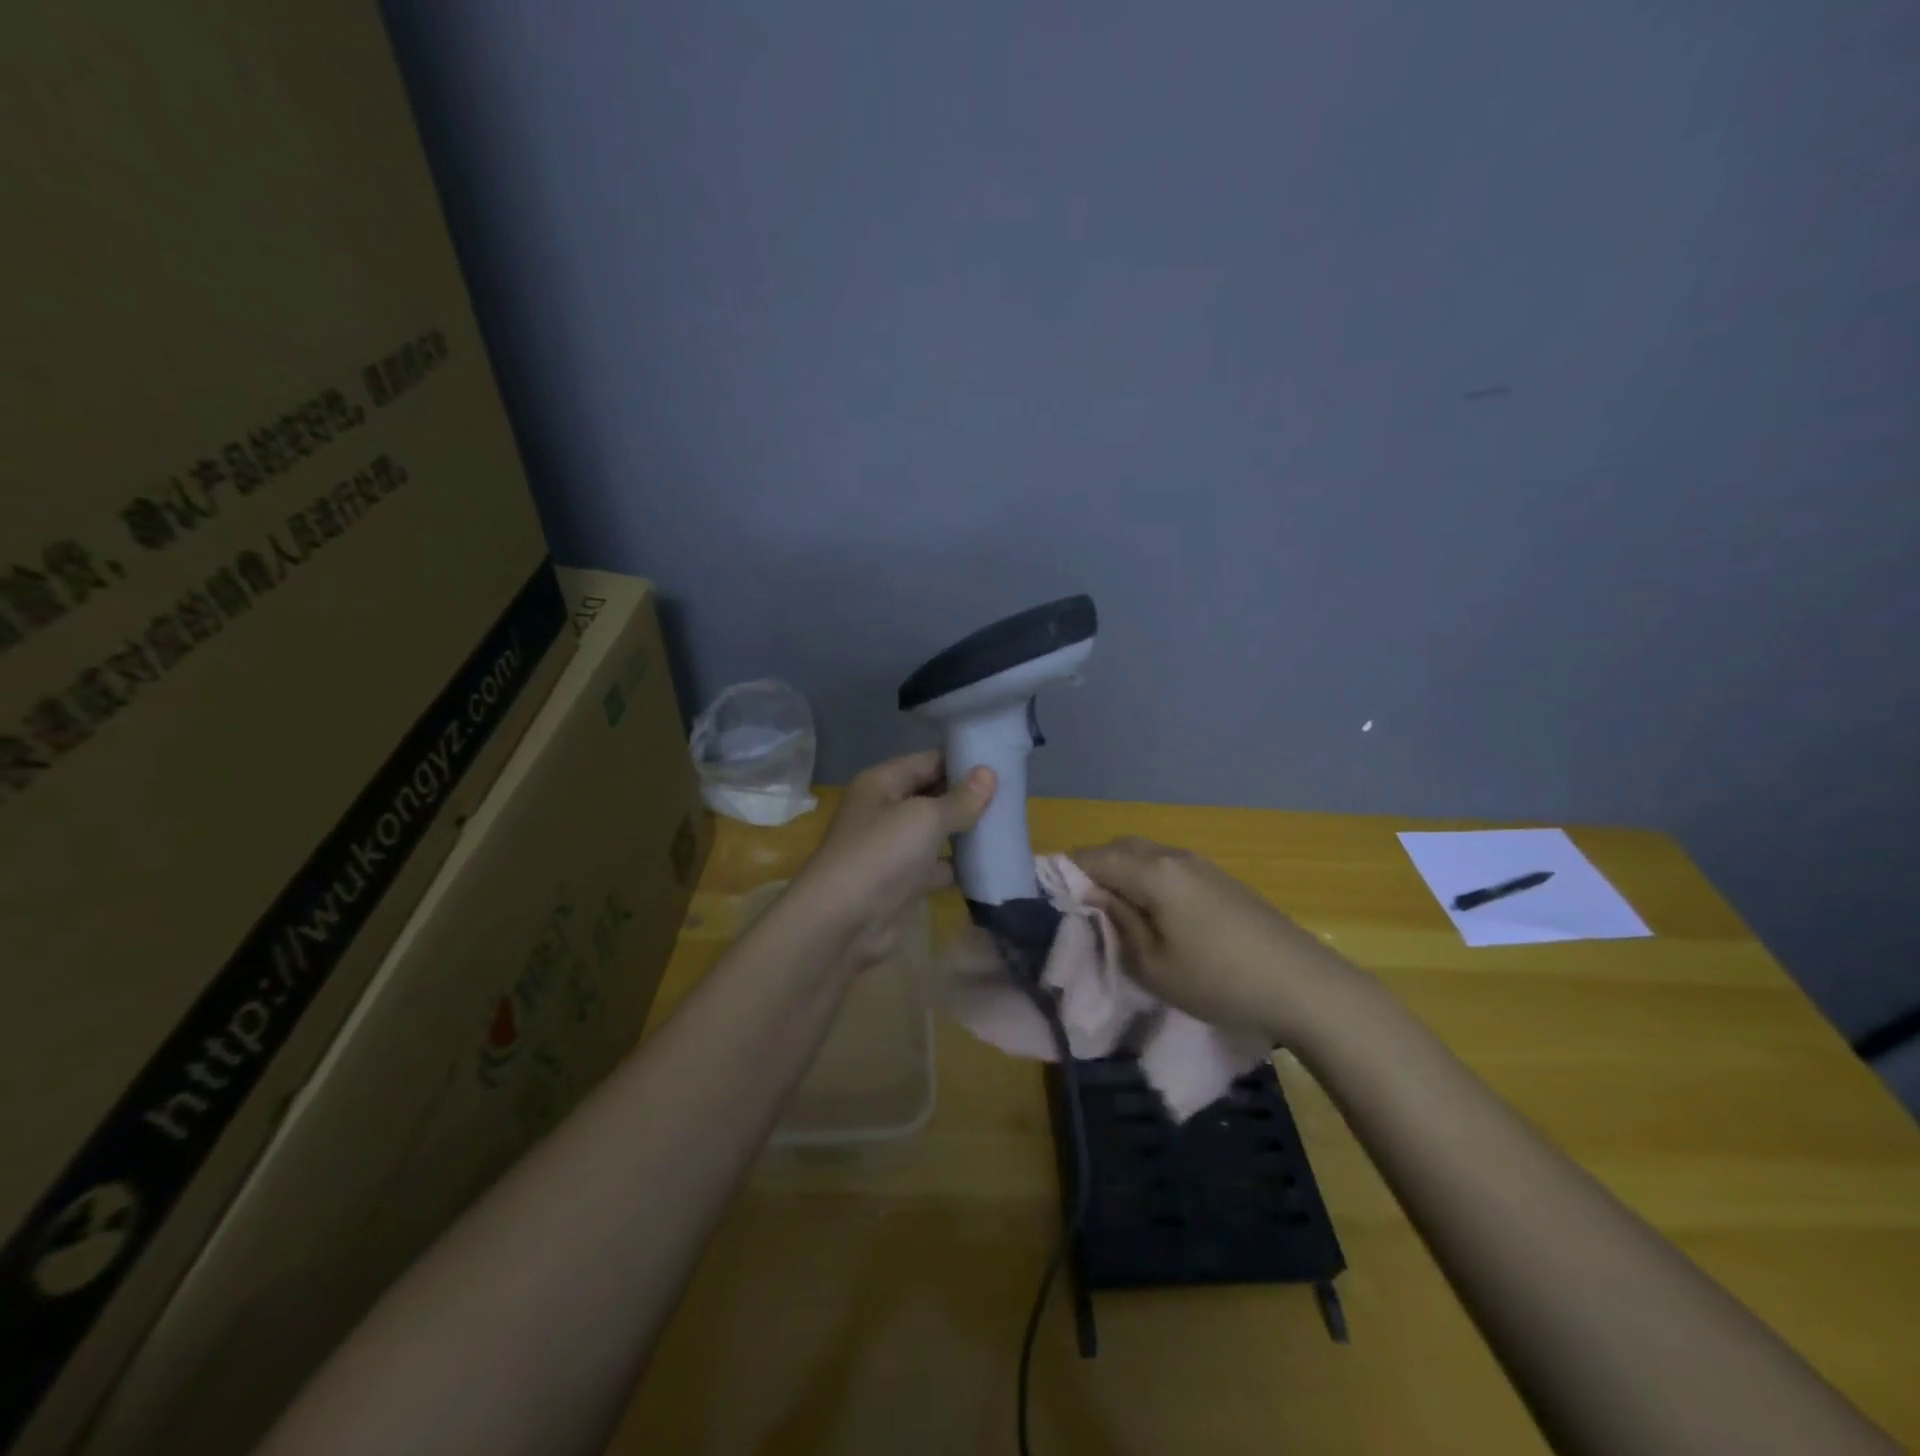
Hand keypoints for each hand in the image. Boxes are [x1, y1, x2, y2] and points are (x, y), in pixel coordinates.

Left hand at [789, 750, 995, 968]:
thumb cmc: (881, 854)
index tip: (1002, 764)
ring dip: (967, 832)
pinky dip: (959, 866)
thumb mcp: (925, 818)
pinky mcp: (902, 882)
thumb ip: (960, 799)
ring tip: (1009, 826)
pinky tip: (991, 864)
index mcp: (882, 783)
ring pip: (936, 832)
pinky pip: (937, 866)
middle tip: (1013, 796)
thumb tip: (989, 773)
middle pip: (933, 795)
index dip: (963, 761)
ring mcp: (892, 848)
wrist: (843, 922)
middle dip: (968, 797)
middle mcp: (885, 810)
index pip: (928, 761)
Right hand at [1071, 837, 1357, 1043]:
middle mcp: (1174, 856)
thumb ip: (1117, 923)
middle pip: (1118, 847)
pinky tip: (1152, 911)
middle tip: (1079, 907)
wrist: (1304, 985)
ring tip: (1112, 911)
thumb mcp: (1153, 965)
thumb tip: (1093, 897)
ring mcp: (1201, 864)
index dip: (1064, 874)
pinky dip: (1147, 878)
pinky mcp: (1221, 879)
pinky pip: (1168, 865)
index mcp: (1153, 871)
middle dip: (1092, 869)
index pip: (1092, 858)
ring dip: (1121, 872)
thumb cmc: (1219, 981)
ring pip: (1145, 854)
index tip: (1049, 900)